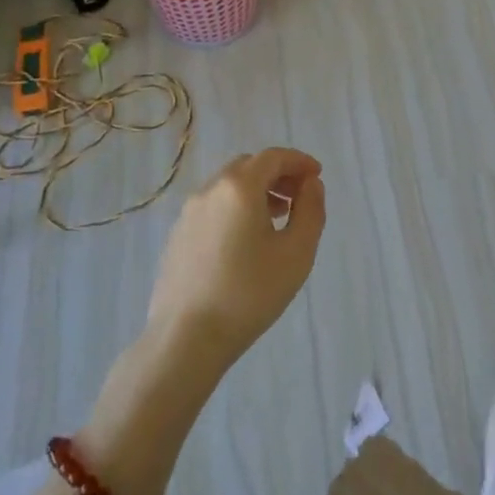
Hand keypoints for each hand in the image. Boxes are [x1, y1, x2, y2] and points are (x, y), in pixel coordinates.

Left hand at [146, 148, 327, 372]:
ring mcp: (188, 213)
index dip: (299, 161)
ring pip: (228, 187)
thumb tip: (310, 184)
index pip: (273, 157)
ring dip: (255, 192)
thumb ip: (310, 210)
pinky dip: (235, 209)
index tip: (317, 176)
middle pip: (248, 166)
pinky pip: (213, 208)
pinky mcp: (177, 236)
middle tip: (299, 197)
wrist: (186, 338)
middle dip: (277, 174)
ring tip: (276, 219)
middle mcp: (210, 190)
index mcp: (239, 187)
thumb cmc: (249, 293)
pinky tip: (245, 242)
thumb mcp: (297, 252)